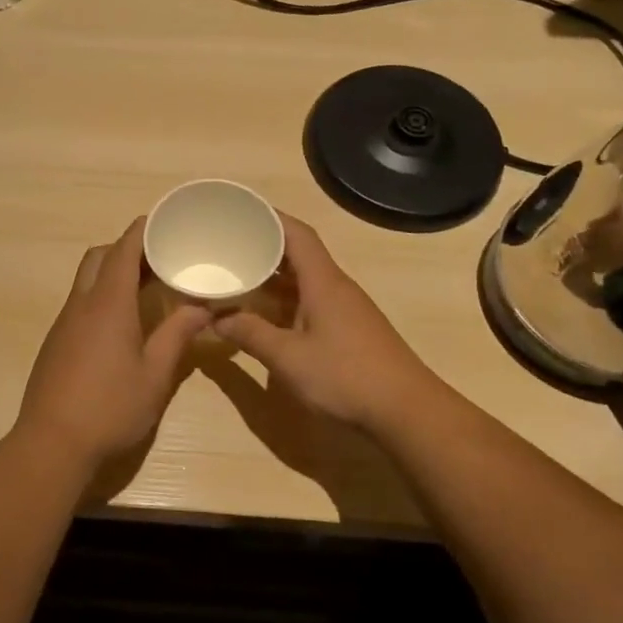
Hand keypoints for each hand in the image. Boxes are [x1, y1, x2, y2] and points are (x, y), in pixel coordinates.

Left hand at [16, 218, 211, 468]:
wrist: (52, 443)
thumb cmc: (110, 408)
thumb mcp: (155, 375)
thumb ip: (178, 335)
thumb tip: (203, 308)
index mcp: (108, 304)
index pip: (123, 250)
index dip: (142, 230)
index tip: (164, 222)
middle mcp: (81, 304)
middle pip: (99, 257)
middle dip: (126, 249)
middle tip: (159, 259)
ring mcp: (63, 323)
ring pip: (86, 280)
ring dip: (112, 273)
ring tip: (146, 288)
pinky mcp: (55, 342)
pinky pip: (79, 303)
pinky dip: (101, 296)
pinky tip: (122, 323)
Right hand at [214, 214, 432, 432]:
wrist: (406, 411)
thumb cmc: (346, 376)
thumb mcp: (288, 357)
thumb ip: (250, 334)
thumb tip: (216, 318)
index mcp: (323, 282)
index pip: (297, 234)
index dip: (269, 217)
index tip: (239, 211)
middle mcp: (336, 287)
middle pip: (299, 254)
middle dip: (263, 247)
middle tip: (227, 246)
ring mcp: (345, 310)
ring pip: (303, 280)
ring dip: (272, 277)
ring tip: (237, 276)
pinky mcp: (348, 331)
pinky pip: (310, 302)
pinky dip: (284, 301)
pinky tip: (264, 314)